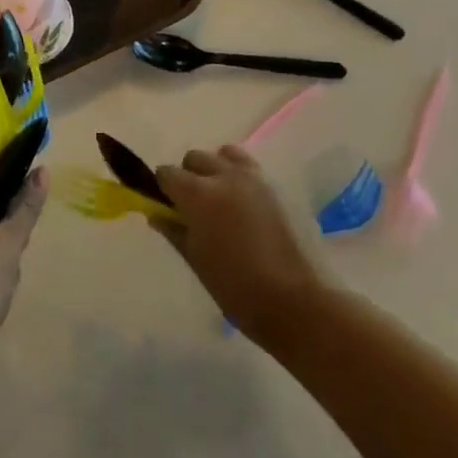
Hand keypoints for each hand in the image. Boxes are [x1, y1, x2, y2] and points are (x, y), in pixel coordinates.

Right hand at [155, 146, 328, 346]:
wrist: (299, 302)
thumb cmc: (238, 288)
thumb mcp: (197, 261)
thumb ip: (174, 231)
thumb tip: (157, 214)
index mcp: (199, 194)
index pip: (167, 173)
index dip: (162, 189)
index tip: (167, 208)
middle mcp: (226, 175)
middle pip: (195, 158)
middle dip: (188, 176)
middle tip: (194, 209)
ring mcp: (257, 178)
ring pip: (225, 155)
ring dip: (217, 170)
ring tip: (222, 202)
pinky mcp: (280, 186)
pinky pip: (251, 169)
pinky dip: (241, 178)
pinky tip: (247, 210)